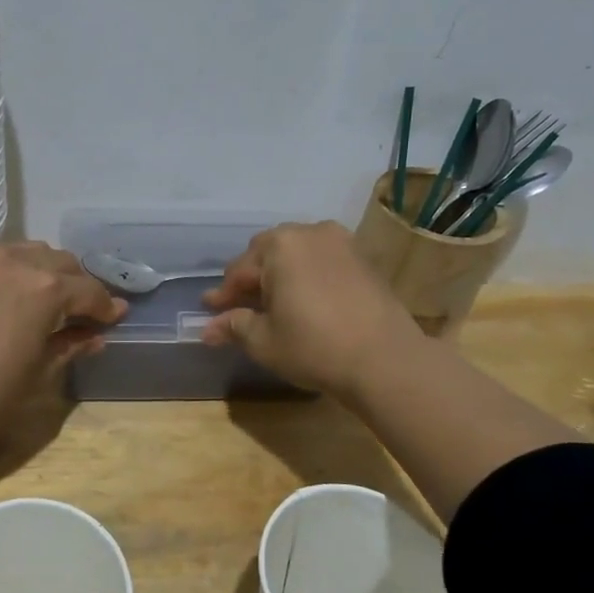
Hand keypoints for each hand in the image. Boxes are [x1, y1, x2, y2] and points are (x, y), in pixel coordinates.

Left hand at [0, 241, 126, 439]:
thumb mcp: (38, 372)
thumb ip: (70, 346)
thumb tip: (95, 336)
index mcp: (48, 288)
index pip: (90, 291)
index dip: (106, 307)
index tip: (116, 317)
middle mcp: (22, 261)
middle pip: (65, 264)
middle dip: (80, 285)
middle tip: (83, 310)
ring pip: (34, 252)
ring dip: (49, 270)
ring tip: (49, 297)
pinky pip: (3, 255)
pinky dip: (19, 267)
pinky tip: (14, 290)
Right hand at [201, 221, 419, 397]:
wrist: (385, 360)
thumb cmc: (314, 346)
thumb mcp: (264, 341)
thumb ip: (234, 326)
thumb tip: (208, 329)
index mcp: (279, 246)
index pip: (240, 270)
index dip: (223, 295)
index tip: (210, 312)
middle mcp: (310, 232)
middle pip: (268, 253)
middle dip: (253, 279)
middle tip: (241, 307)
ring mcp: (342, 242)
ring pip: (298, 254)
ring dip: (281, 274)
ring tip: (273, 302)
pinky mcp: (364, 259)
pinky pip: (323, 261)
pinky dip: (308, 276)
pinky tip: (305, 300)